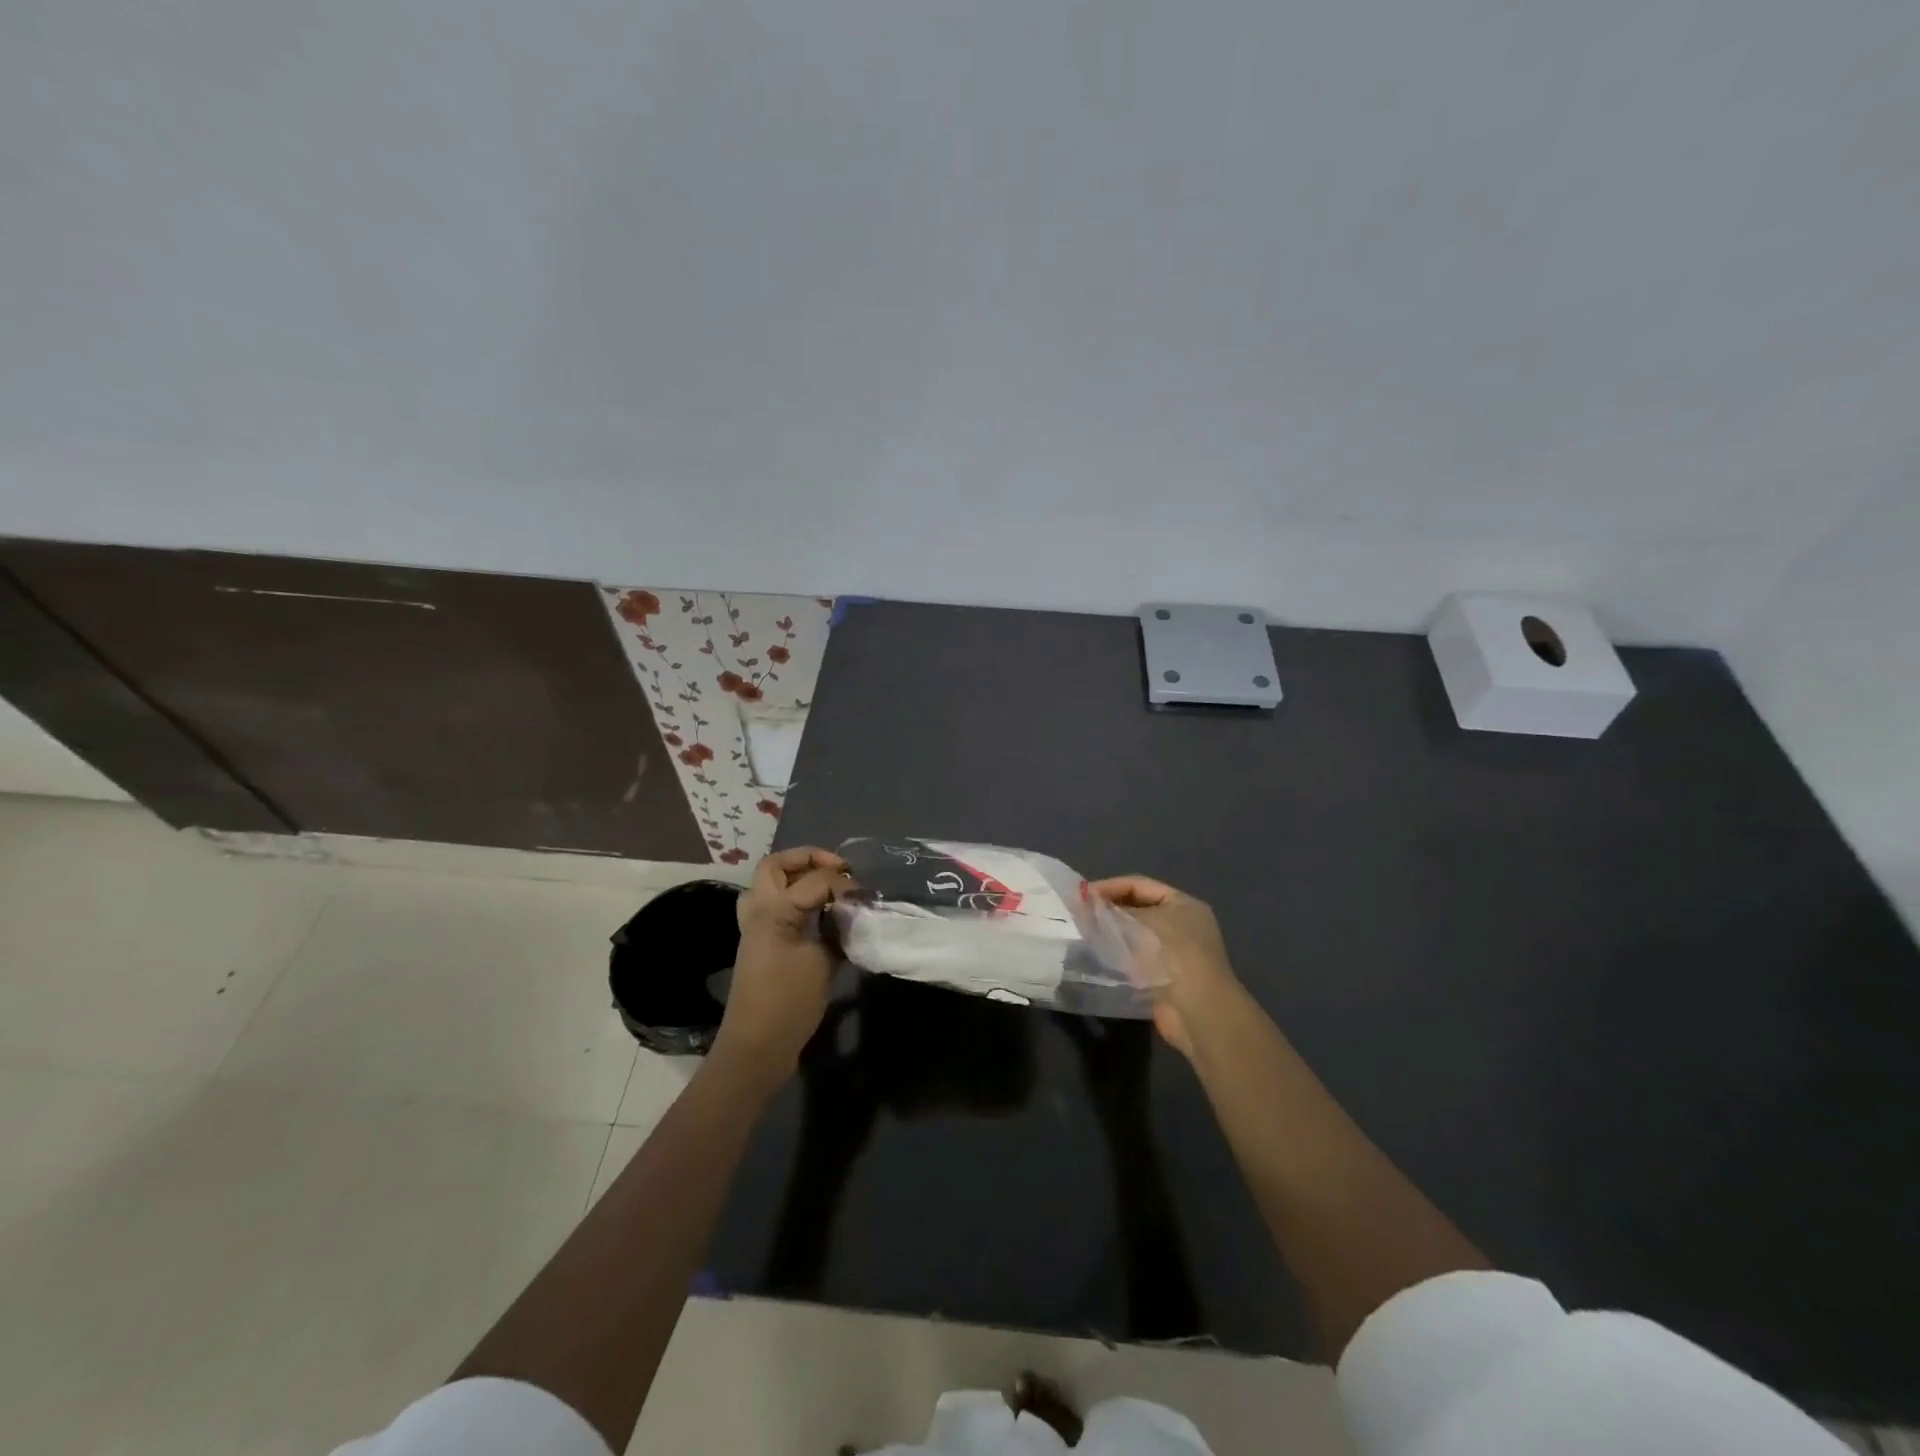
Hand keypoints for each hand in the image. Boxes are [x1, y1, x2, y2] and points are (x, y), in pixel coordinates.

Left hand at [713, 847, 848, 1088]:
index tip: (864, 895)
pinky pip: (772, 905)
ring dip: (797, 877)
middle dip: (808, 859)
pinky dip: (794, 899)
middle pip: (776, 866)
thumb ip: (838, 930)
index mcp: (773, 910)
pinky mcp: (760, 944)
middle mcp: (759, 911)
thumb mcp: (822, 963)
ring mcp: (755, 927)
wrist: (756, 1047)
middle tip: (838, 870)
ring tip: (828, 887)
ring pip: (769, 884)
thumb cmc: (788, 1002)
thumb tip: (854, 911)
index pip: (814, 878)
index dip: (842, 881)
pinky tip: (820, 914)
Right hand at [1091, 875, 1244, 1059]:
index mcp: (1183, 904)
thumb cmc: (1175, 954)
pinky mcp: (1161, 977)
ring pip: (1134, 935)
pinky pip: (1133, 958)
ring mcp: (1172, 953)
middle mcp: (1180, 924)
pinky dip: (1116, 955)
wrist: (1198, 1012)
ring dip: (1110, 933)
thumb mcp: (1143, 923)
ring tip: (1083, 932)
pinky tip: (1096, 955)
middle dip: (1109, 909)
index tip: (1082, 894)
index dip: (1110, 886)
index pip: (1140, 885)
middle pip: (1137, 909)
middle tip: (1079, 913)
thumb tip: (1088, 907)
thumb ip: (1113, 912)